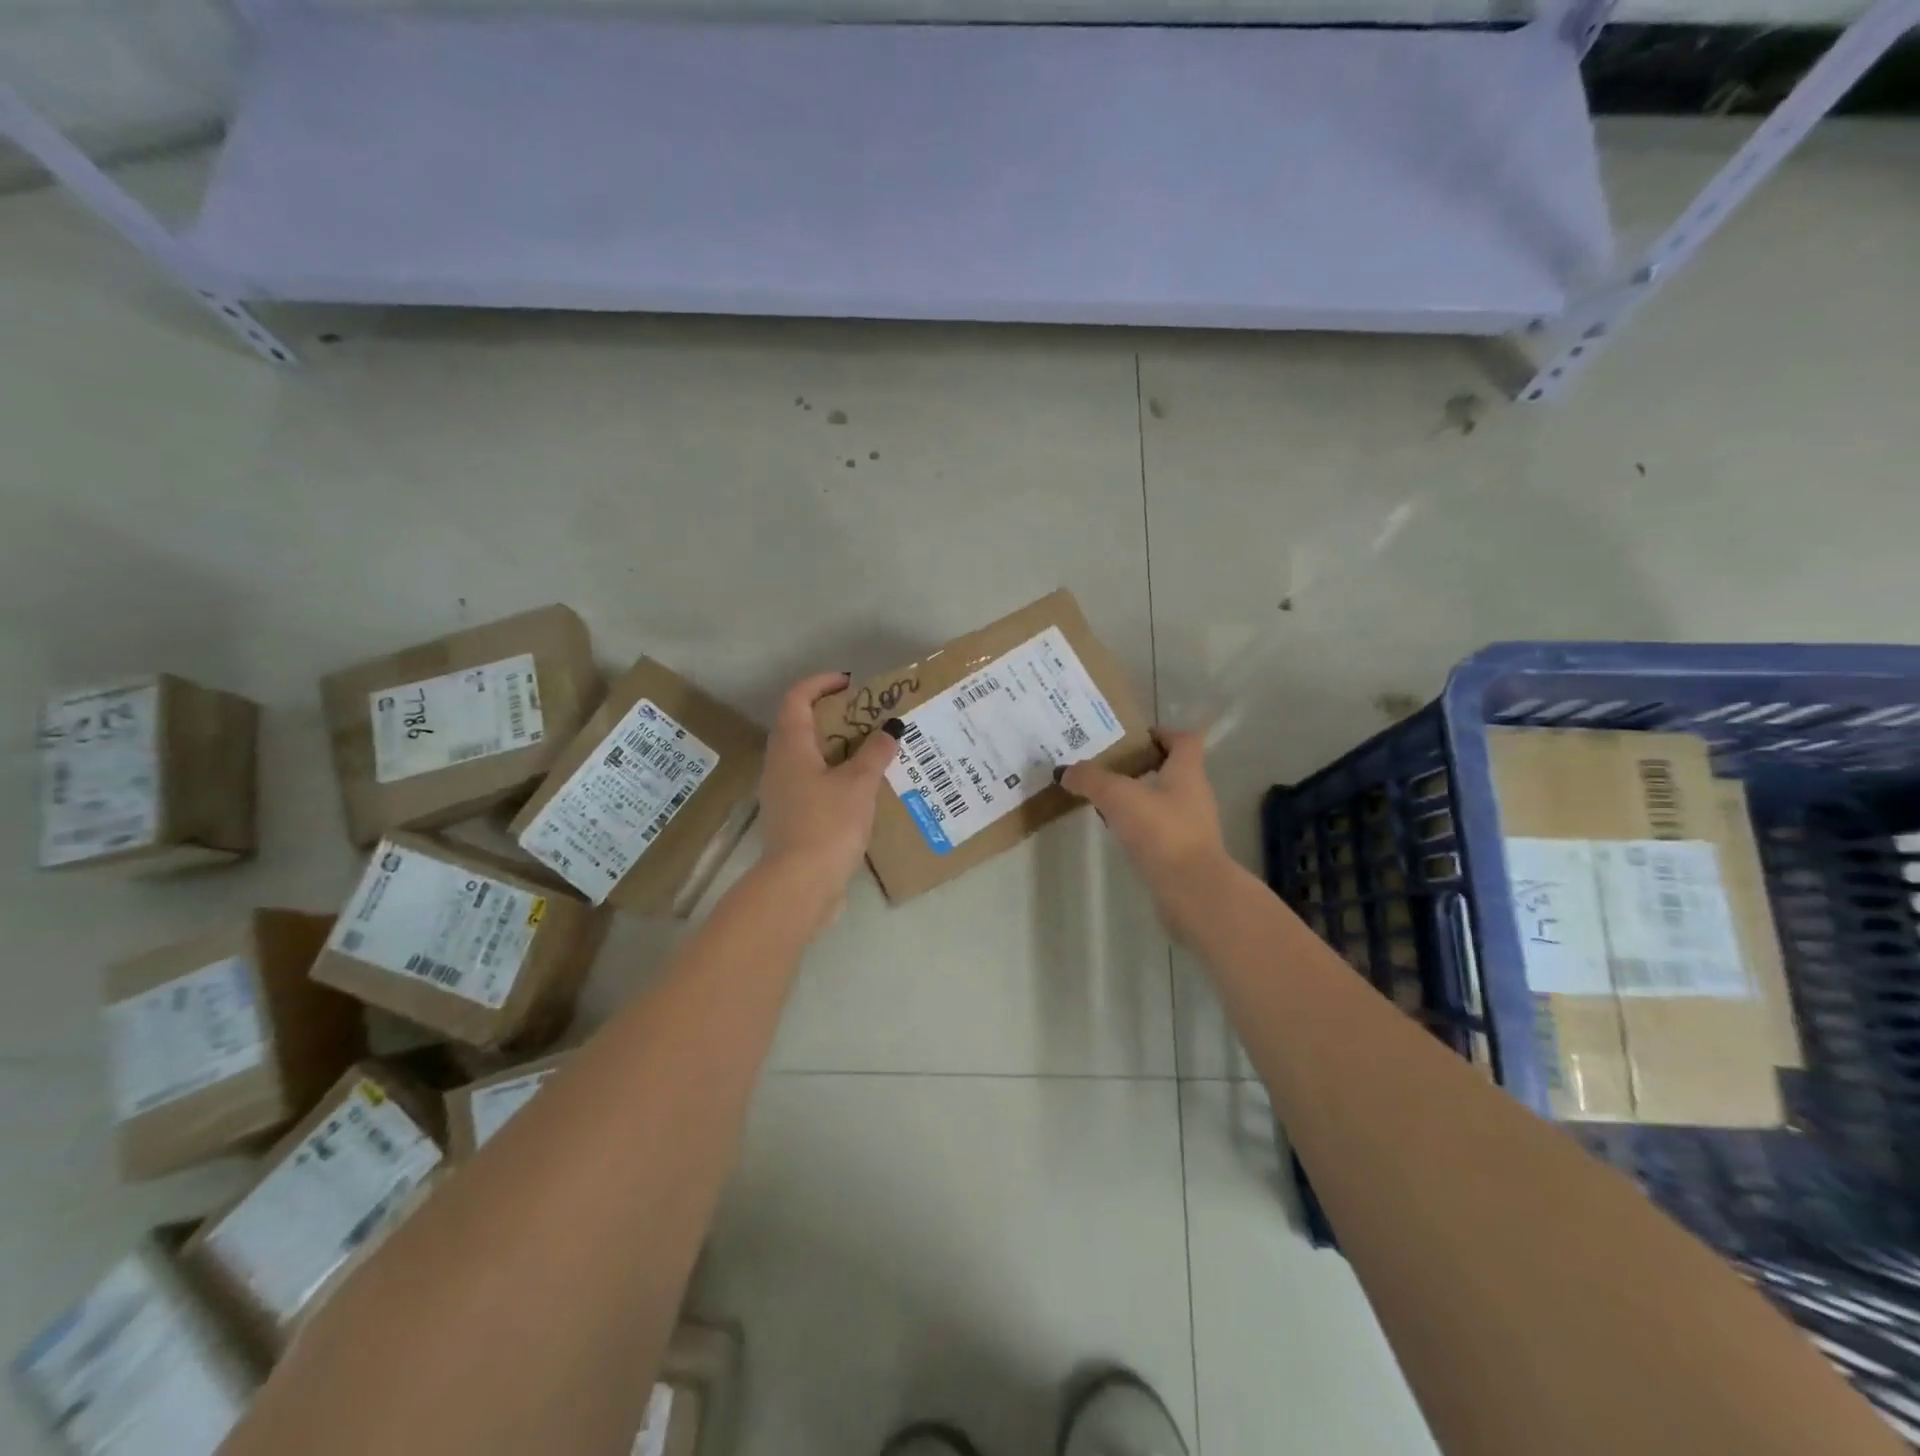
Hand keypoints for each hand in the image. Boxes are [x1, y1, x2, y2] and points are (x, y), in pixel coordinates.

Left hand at [755, 672, 901, 927]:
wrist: (800, 885)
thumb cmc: (827, 823)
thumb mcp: (859, 784)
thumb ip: (875, 753)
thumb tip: (891, 728)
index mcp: (790, 746)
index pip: (798, 698)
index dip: (821, 683)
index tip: (851, 683)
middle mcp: (780, 764)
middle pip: (802, 726)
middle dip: (835, 716)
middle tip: (871, 718)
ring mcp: (782, 793)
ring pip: (809, 757)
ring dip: (838, 748)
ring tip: (874, 752)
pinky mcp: (792, 818)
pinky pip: (814, 783)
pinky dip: (836, 776)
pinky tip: (864, 789)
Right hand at [1058, 728, 1231, 933]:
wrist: (1192, 891)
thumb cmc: (1161, 832)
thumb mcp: (1118, 796)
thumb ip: (1090, 779)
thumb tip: (1065, 771)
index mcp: (1187, 772)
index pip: (1184, 740)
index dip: (1162, 733)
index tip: (1133, 737)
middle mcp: (1194, 795)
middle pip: (1172, 769)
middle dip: (1141, 765)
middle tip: (1107, 766)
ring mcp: (1191, 826)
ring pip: (1163, 800)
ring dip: (1138, 797)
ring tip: (1104, 799)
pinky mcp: (1183, 853)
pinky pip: (1159, 829)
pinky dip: (1139, 826)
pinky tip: (1116, 831)